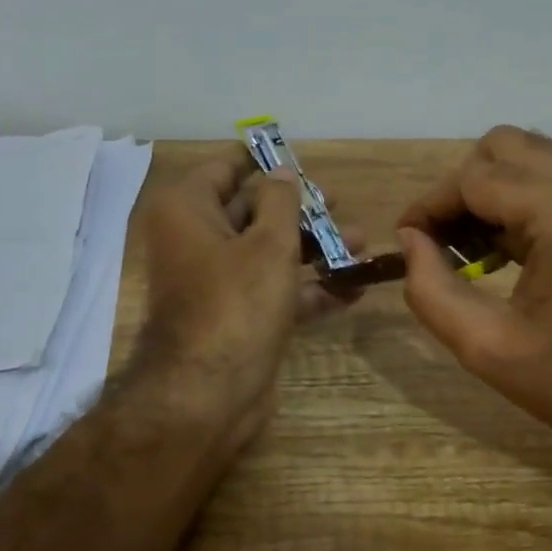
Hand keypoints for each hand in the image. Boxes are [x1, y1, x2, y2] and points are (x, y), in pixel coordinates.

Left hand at [136, 148, 353, 451]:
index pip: (225, 168)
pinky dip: (309, 288)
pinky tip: (353, 288)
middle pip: (252, 211)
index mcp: (188, 210)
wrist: (210, 394)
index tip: (299, 156)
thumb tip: (282, 173)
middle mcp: (196, 240)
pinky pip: (274, 290)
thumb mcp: (269, 243)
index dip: (263, 160)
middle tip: (341, 204)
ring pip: (268, 253)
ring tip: (363, 245)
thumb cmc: (237, 303)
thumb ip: (281, 202)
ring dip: (315, 250)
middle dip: (302, 210)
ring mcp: (216, 282)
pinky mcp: (236, 316)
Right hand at [397, 127, 551, 475]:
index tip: (406, 242)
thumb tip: (410, 240)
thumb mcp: (486, 348)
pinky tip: (503, 248)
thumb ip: (431, 290)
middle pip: (502, 148)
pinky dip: (517, 199)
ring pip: (527, 156)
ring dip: (488, 190)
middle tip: (440, 241)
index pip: (474, 179)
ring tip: (468, 246)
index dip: (429, 206)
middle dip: (459, 189)